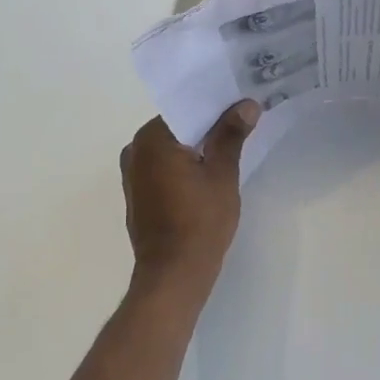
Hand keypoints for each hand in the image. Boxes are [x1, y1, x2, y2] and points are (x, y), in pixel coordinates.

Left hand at [120, 101, 259, 316]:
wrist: (173, 276)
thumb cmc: (199, 222)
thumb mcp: (222, 174)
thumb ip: (231, 135)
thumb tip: (246, 104)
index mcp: (152, 139)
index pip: (186, 107)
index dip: (215, 104)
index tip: (241, 103)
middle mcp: (135, 150)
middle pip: (178, 126)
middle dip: (208, 125)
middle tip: (243, 120)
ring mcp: (133, 174)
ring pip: (172, 148)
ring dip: (197, 146)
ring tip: (232, 143)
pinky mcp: (139, 194)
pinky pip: (165, 167)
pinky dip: (185, 165)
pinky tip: (210, 171)